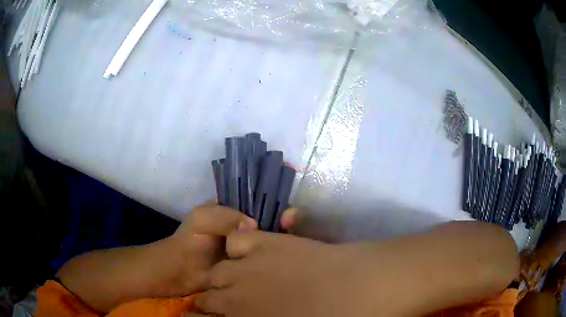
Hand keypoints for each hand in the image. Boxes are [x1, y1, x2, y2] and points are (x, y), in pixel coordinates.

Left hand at [165, 202, 299, 295]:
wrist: (181, 272)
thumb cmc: (189, 241)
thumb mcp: (202, 219)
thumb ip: (225, 216)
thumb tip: (254, 225)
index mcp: (232, 209)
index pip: (258, 201)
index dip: (273, 204)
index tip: (288, 214)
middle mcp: (243, 226)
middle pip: (267, 220)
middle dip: (281, 224)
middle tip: (295, 232)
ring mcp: (247, 247)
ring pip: (268, 240)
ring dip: (280, 242)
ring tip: (296, 247)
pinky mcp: (249, 264)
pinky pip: (264, 258)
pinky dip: (274, 259)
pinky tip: (286, 261)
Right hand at [192, 231, 375, 316]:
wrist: (361, 287)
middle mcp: (237, 295)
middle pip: (206, 298)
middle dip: (209, 303)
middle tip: (222, 306)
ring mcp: (249, 266)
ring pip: (216, 271)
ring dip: (219, 278)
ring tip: (231, 282)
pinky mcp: (266, 242)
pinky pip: (237, 241)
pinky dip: (237, 249)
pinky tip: (248, 255)